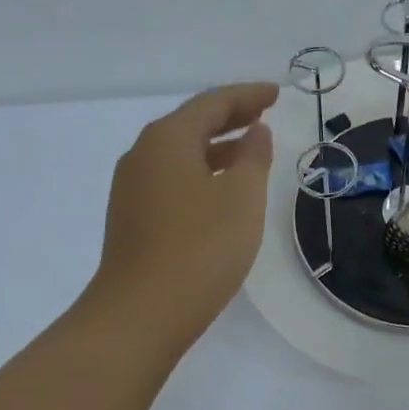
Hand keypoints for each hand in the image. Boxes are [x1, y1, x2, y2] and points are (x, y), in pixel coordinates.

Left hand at [92, 81, 279, 351]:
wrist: (138, 316)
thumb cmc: (199, 247)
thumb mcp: (241, 196)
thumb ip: (253, 157)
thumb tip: (255, 132)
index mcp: (167, 139)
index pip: (212, 103)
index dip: (247, 96)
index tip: (276, 93)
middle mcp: (143, 155)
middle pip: (191, 123)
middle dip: (230, 116)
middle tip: (264, 113)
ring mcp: (132, 188)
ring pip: (180, 152)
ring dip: (216, 146)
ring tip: (249, 150)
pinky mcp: (132, 217)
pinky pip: (172, 177)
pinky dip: (201, 171)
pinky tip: (220, 189)